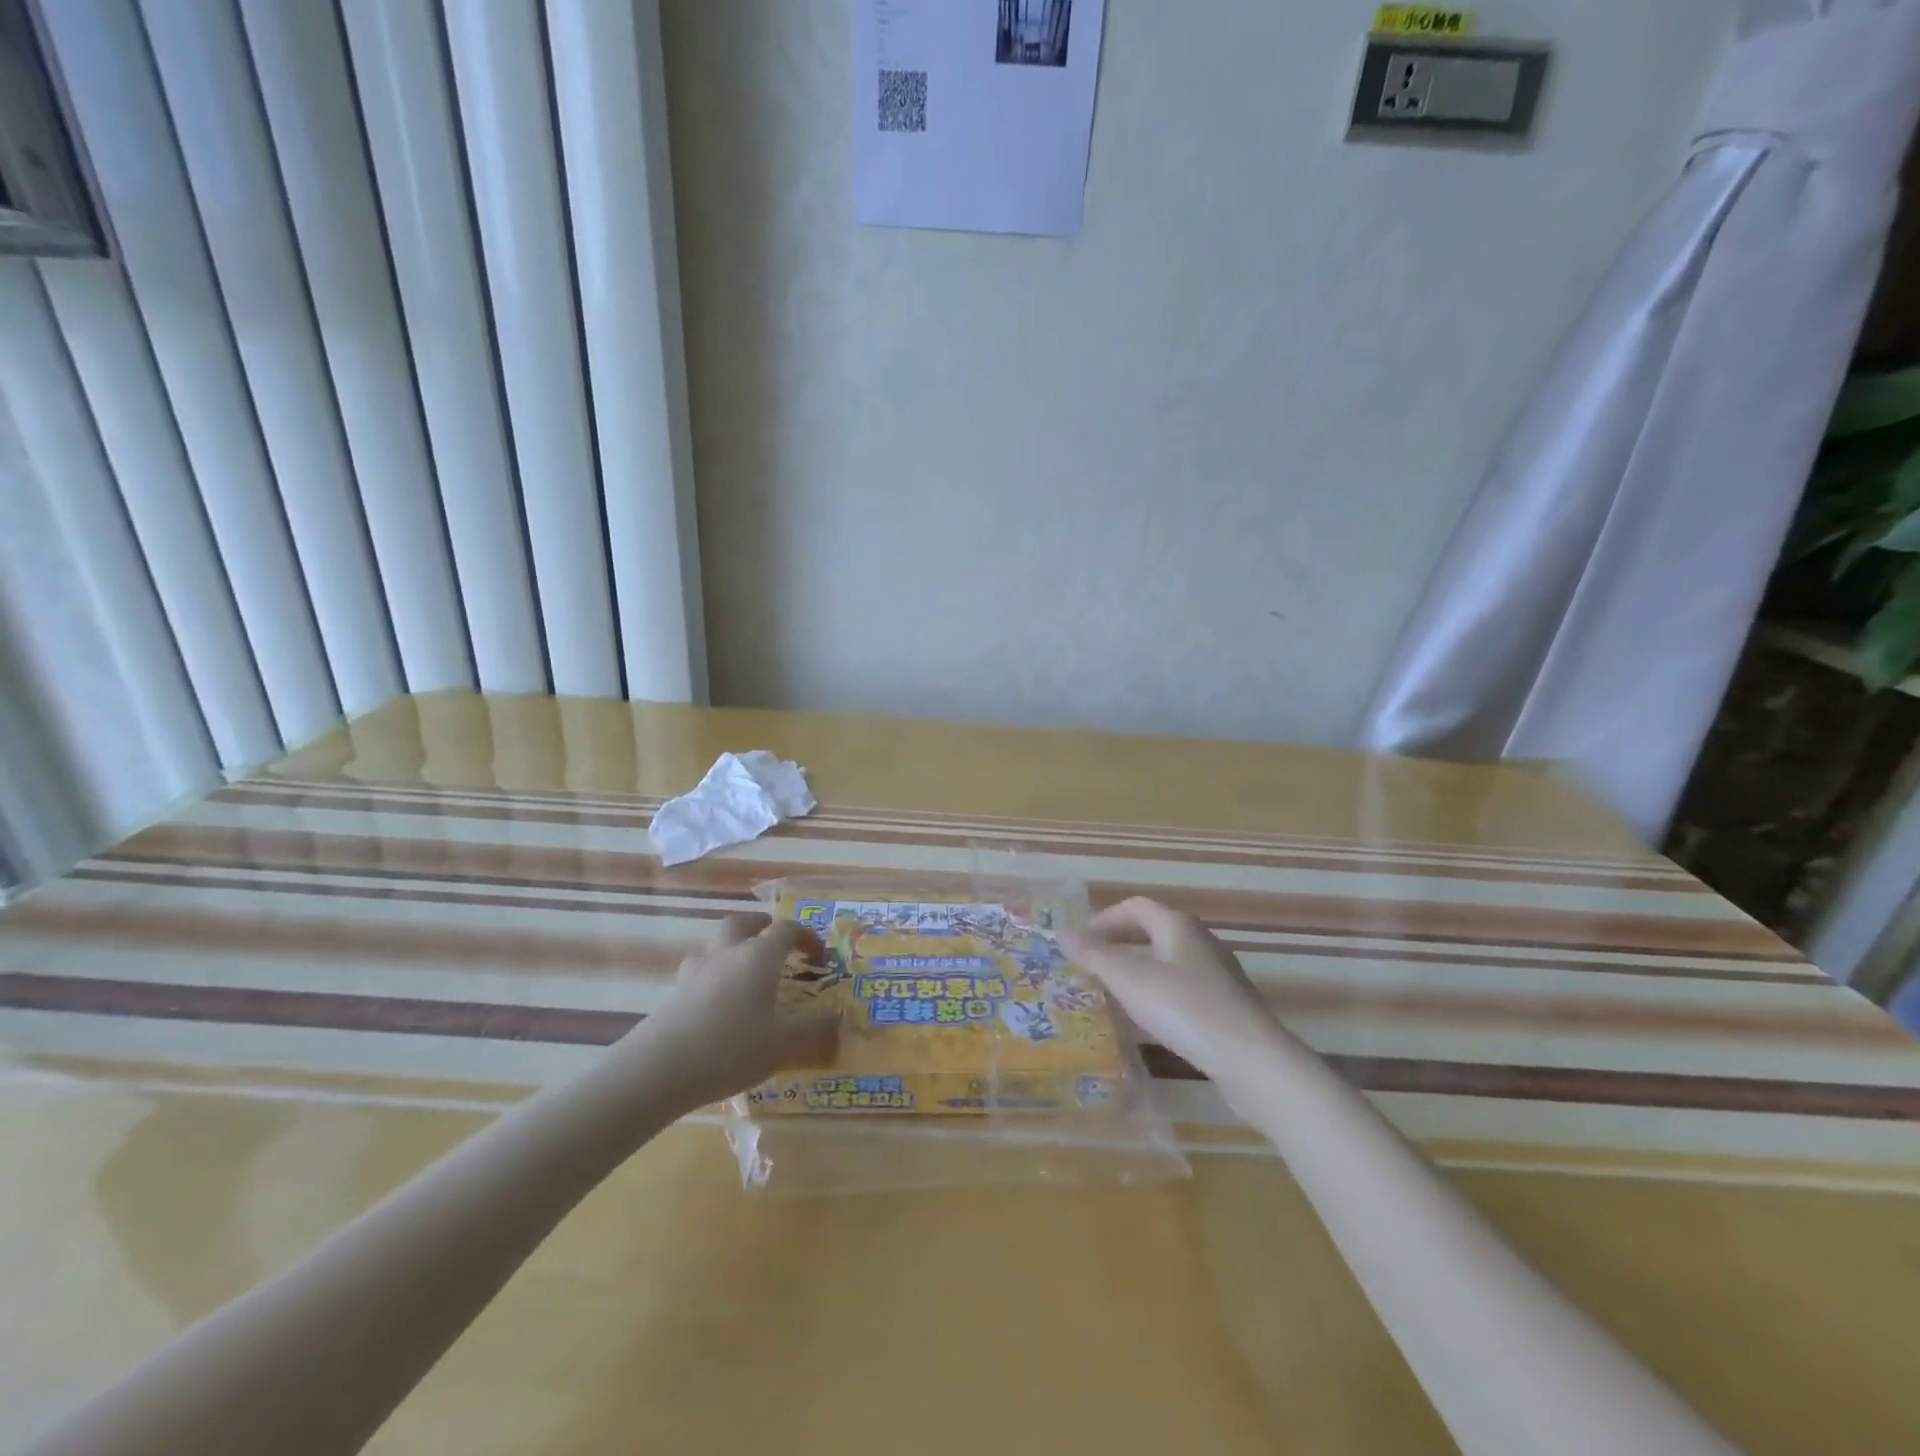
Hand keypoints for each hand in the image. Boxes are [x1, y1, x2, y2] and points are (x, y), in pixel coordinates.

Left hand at [619, 914, 839, 1110]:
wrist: (658, 1069)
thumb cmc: (730, 1049)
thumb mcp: (782, 1046)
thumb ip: (814, 1032)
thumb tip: (839, 1018)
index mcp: (758, 957)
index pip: (786, 930)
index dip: (806, 937)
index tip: (819, 955)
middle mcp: (727, 954)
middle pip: (742, 923)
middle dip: (760, 926)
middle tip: (774, 941)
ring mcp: (695, 972)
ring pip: (715, 945)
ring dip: (732, 948)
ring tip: (743, 972)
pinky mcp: (673, 993)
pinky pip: (698, 972)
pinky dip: (713, 976)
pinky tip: (717, 1003)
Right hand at [1064, 897, 1278, 1079]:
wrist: (1251, 1060)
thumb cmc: (1184, 1008)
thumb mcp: (1129, 979)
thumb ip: (1094, 955)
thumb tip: (1062, 933)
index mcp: (1178, 926)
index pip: (1136, 906)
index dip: (1104, 919)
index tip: (1080, 942)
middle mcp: (1201, 942)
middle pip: (1154, 930)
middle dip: (1121, 942)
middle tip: (1094, 963)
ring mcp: (1219, 974)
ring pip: (1169, 960)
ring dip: (1139, 968)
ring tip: (1116, 992)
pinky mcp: (1228, 1006)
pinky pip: (1184, 987)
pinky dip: (1160, 993)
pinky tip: (1151, 1020)